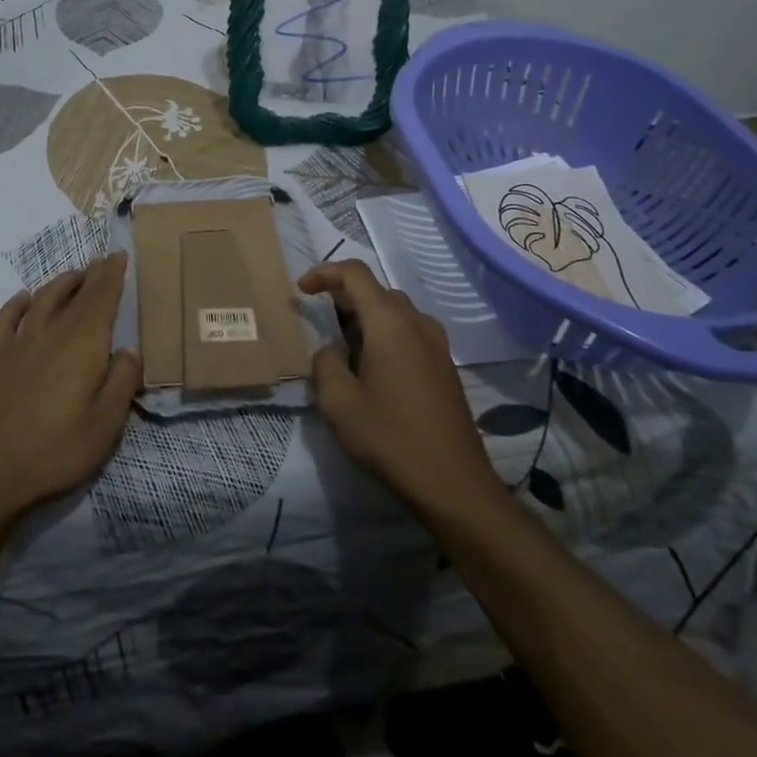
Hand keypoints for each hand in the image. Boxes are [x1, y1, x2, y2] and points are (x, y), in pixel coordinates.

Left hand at [0, 254, 142, 523]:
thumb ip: (122, 382)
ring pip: (42, 300)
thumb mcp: (105, 425)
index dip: (112, 275)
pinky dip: (17, 304)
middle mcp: (51, 334)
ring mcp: (17, 345)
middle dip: (92, 275)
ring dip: (61, 283)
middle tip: (104, 259)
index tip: (119, 254)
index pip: (101, 299)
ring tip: (75, 275)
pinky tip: (24, 298)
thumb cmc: (55, 452)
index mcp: (83, 346)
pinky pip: (5, 320)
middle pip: (75, 295)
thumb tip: (128, 350)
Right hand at [300, 260, 509, 520]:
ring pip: (394, 311)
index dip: (324, 272)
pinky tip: (372, 368)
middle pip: (376, 290)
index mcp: (390, 323)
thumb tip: (332, 349)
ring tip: (343, 348)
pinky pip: (409, 331)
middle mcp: (417, 322)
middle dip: (343, 297)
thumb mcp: (339, 403)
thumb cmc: (391, 438)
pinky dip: (385, 334)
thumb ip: (325, 363)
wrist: (454, 483)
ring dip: (365, 318)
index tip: (302, 290)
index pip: (355, 273)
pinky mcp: (444, 364)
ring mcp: (436, 343)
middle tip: (319, 322)